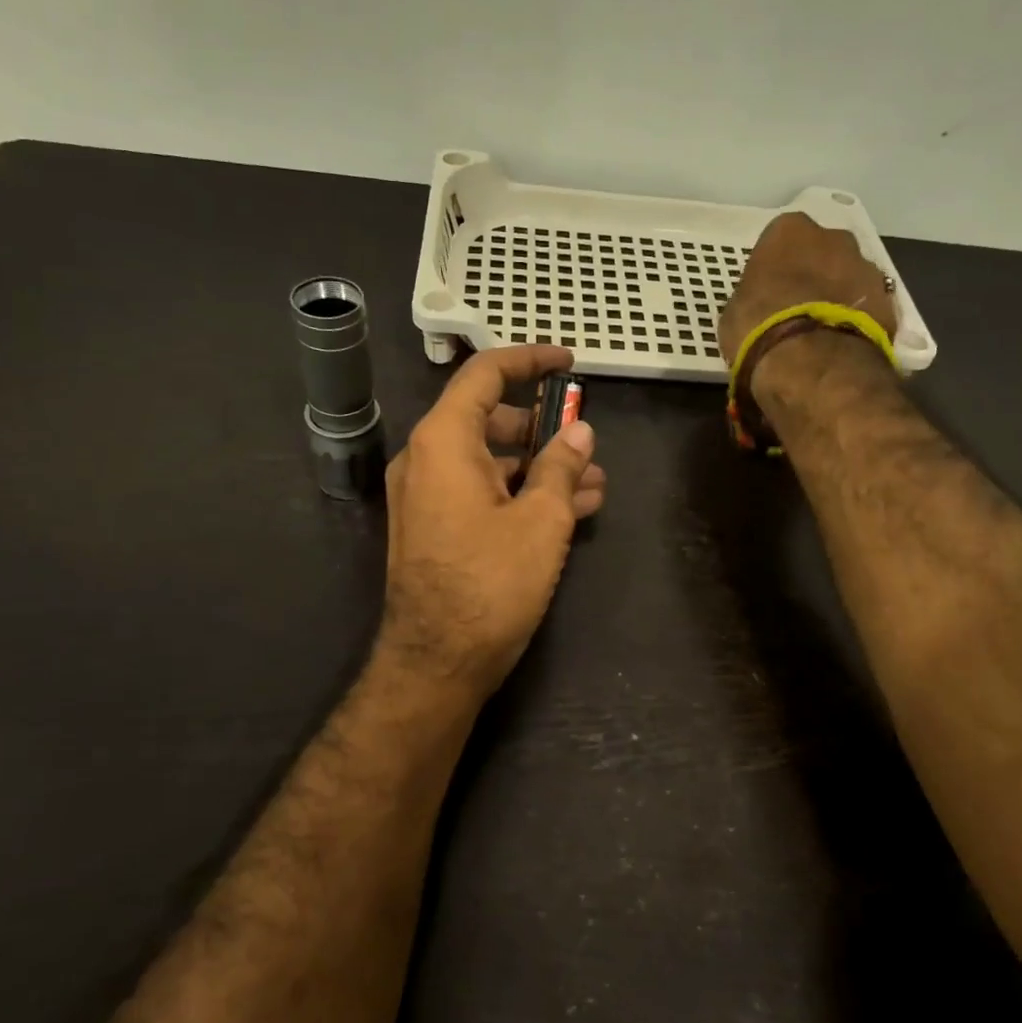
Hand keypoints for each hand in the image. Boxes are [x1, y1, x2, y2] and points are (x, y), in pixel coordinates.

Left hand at [377, 346, 606, 696]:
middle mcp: (426, 459)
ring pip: (491, 461)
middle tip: (586, 438)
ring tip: (595, 481)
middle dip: (543, 425)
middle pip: (488, 418)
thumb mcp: (541, 521)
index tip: (568, 363)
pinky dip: (521, 493)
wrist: (436, 663)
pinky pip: (482, 493)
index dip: (529, 360)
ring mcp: (428, 496)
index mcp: (443, 442)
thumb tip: (581, 433)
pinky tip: (569, 510)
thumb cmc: (490, 584)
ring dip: (541, 466)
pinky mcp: (436, 528)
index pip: (484, 375)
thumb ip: (561, 467)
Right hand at [719, 212, 897, 362]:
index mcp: (788, 231)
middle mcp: (833, 238)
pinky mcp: (889, 302)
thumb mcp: (734, 315)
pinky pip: (866, 307)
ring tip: (822, 333)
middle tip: (797, 309)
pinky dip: (857, 321)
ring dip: (838, 297)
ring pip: (848, 277)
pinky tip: (841, 345)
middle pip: (822, 252)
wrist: (814, 364)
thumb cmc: (760, 330)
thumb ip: (749, 299)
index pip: (780, 241)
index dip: (775, 268)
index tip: (769, 293)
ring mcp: (867, 268)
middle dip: (813, 275)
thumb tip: (758, 308)